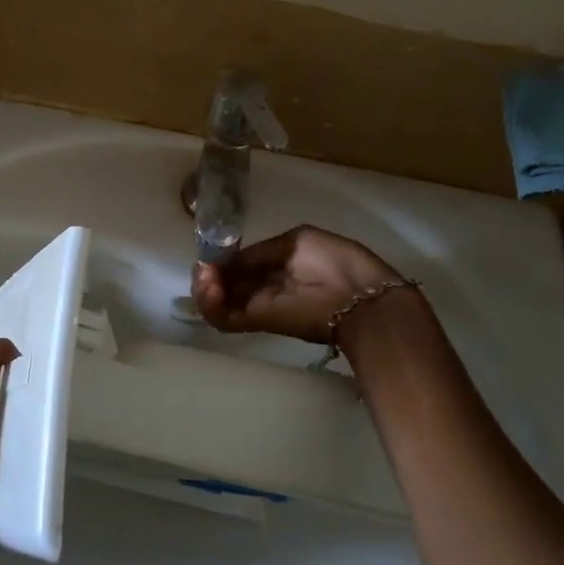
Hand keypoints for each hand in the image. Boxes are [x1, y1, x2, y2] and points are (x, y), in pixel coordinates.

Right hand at [191, 226, 402, 343]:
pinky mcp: (262, 323)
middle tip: (202, 269)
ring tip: (204, 278)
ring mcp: (264, 307)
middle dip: (210, 275)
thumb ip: (262, 252)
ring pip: (222, 302)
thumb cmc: (335, 261)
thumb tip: (231, 260)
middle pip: (230, 283)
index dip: (224, 260)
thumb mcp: (297, 241)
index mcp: (283, 262)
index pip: (244, 263)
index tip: (210, 255)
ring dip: (205, 289)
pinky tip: (208, 287)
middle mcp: (270, 287)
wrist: (361, 299)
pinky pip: (227, 318)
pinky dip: (210, 305)